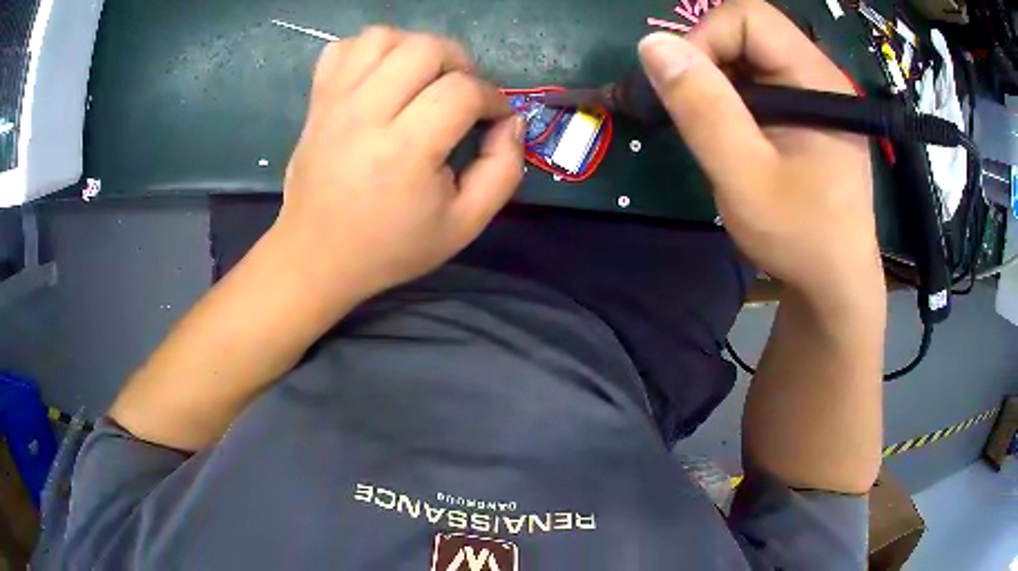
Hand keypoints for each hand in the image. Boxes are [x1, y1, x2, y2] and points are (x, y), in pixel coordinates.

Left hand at [273, 27, 523, 311]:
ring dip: (415, 49)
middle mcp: (366, 114)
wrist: (316, 256)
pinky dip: (370, 51)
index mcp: (405, 151)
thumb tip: (511, 121)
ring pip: (383, 37)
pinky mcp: (317, 101)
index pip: (463, 90)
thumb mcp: (465, 225)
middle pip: (425, 48)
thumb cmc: (391, 247)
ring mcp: (335, 103)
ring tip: (422, 80)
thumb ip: (502, 170)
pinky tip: (381, 77)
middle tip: (460, 94)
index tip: (493, 119)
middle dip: (459, 63)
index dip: (492, 98)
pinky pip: (344, 48)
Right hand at [638, 0, 882, 305]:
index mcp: (816, 79)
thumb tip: (652, 45)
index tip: (685, 90)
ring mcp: (815, 92)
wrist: (835, 284)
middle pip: (749, 30)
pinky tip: (732, 133)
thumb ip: (702, 109)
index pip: (749, 17)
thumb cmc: (800, 237)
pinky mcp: (808, 111)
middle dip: (708, 61)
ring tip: (713, 128)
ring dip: (717, 81)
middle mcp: (819, 74)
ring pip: (750, 54)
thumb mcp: (745, 177)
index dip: (705, 39)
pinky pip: (760, 79)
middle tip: (695, 113)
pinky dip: (732, 97)